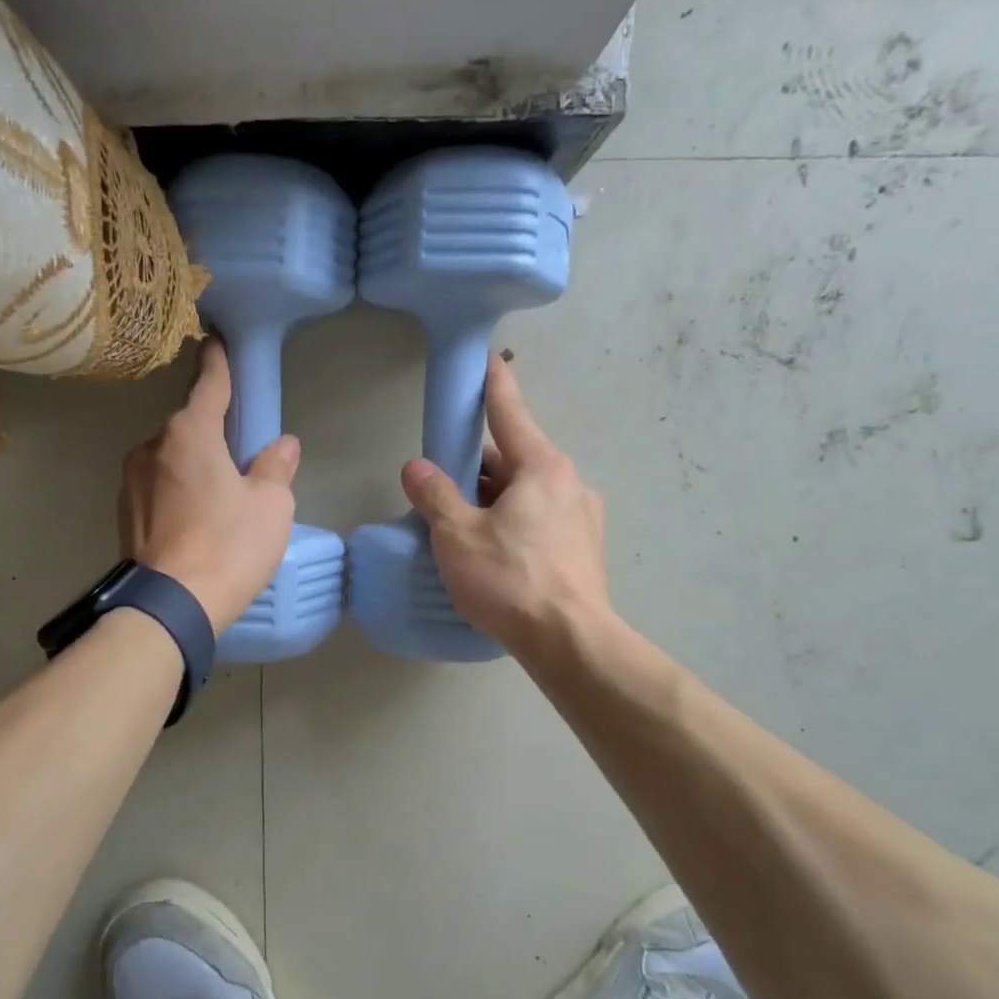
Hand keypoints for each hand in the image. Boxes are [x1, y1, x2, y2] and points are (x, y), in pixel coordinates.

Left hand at [120, 338, 299, 631]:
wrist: (170, 606)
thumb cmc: (229, 546)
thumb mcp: (271, 506)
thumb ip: (276, 467)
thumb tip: (282, 445)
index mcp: (190, 433)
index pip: (209, 384)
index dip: (218, 362)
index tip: (216, 340)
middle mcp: (152, 446)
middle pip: (189, 426)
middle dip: (212, 433)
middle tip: (239, 457)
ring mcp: (131, 480)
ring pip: (171, 459)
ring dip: (193, 466)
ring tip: (217, 501)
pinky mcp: (123, 512)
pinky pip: (158, 487)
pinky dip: (176, 492)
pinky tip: (194, 522)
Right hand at [399, 353, 608, 657]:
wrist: (571, 642)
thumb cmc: (511, 580)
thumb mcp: (458, 536)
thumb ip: (435, 495)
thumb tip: (415, 467)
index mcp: (540, 466)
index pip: (508, 410)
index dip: (491, 382)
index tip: (485, 356)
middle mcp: (568, 482)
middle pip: (512, 459)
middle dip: (475, 466)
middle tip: (439, 482)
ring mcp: (582, 517)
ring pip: (525, 493)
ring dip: (492, 499)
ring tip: (458, 526)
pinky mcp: (583, 549)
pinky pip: (540, 521)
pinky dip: (512, 523)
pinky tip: (492, 553)